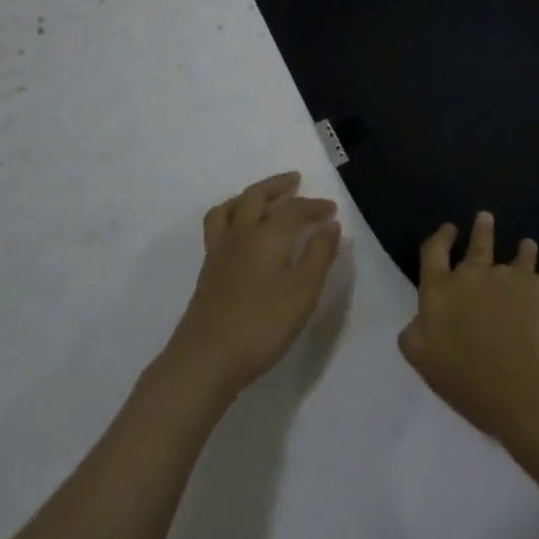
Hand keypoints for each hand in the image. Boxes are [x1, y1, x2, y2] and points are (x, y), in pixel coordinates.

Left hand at [165, 171, 341, 398]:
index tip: (331, 210)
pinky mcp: (208, 270)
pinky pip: (218, 225)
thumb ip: (319, 254)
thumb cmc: (263, 324)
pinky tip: (240, 232)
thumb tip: (330, 225)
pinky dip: (232, 215)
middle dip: (277, 185)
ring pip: (230, 207)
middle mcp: (241, 234)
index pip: (294, 209)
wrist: (207, 358)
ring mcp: (220, 251)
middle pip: (256, 196)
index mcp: (267, 235)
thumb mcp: (304, 291)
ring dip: (249, 195)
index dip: (315, 206)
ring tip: (262, 198)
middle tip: (294, 181)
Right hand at [397, 210, 538, 443]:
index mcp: (439, 293)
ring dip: (516, 248)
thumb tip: (418, 319)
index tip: (448, 229)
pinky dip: (534, 271)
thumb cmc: (471, 383)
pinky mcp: (537, 286)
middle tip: (484, 218)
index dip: (440, 238)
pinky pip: (534, 273)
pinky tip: (538, 278)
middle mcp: (471, 276)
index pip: (433, 253)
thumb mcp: (426, 363)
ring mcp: (506, 277)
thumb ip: (416, 335)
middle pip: (476, 244)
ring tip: (524, 244)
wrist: (529, 386)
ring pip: (512, 255)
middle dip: (480, 230)